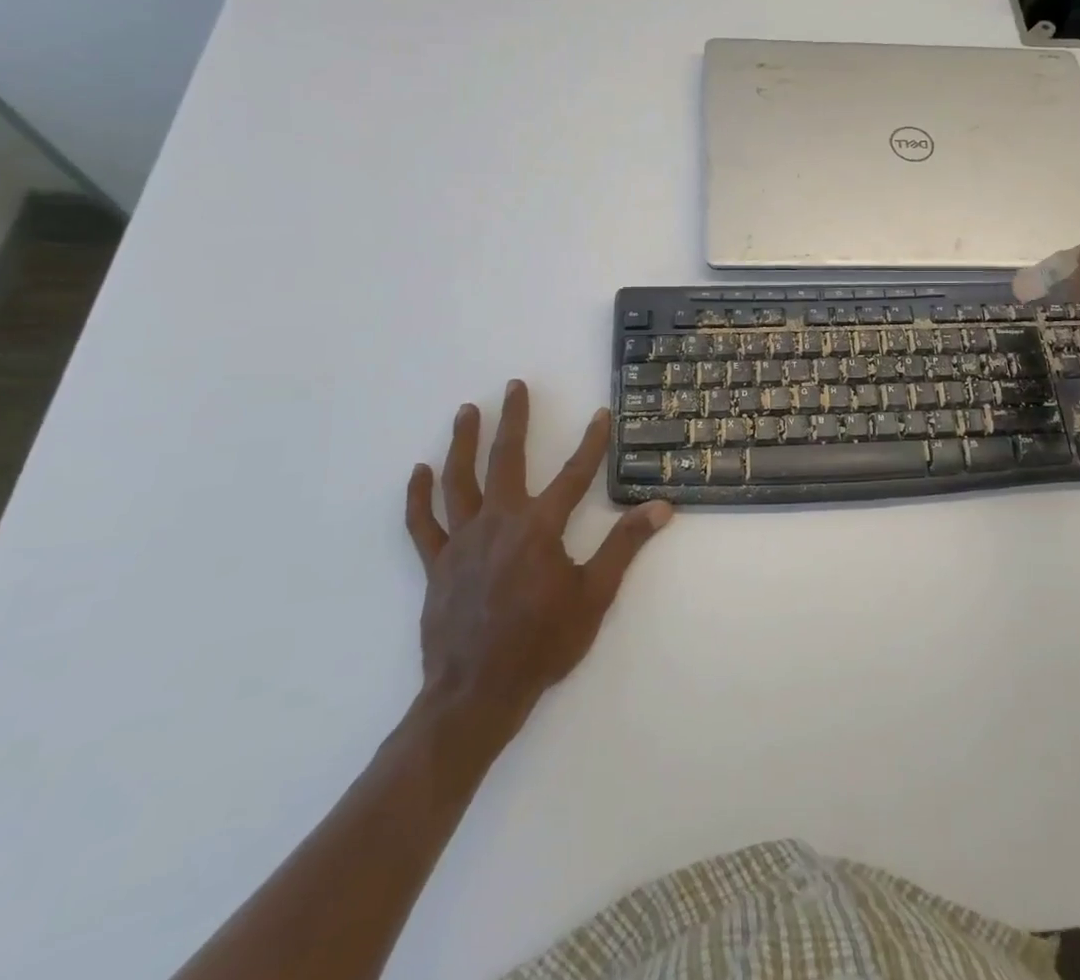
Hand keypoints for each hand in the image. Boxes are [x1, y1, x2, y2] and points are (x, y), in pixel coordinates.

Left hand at [404, 381, 671, 742]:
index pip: (574, 474)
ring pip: (458, 481)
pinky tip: (418, 472)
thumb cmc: (543, 643)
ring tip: (466, 411)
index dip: (592, 442)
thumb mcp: (595, 595)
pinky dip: (418, 496)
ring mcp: (462, 541)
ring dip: (463, 443)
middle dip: (514, 420)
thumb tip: (661, 507)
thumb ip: (625, 546)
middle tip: (514, 386)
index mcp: (539, 527)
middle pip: (506, 460)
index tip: (601, 414)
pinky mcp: (436, 564)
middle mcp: (499, 522)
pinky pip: (422, 524)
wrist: (478, 693)